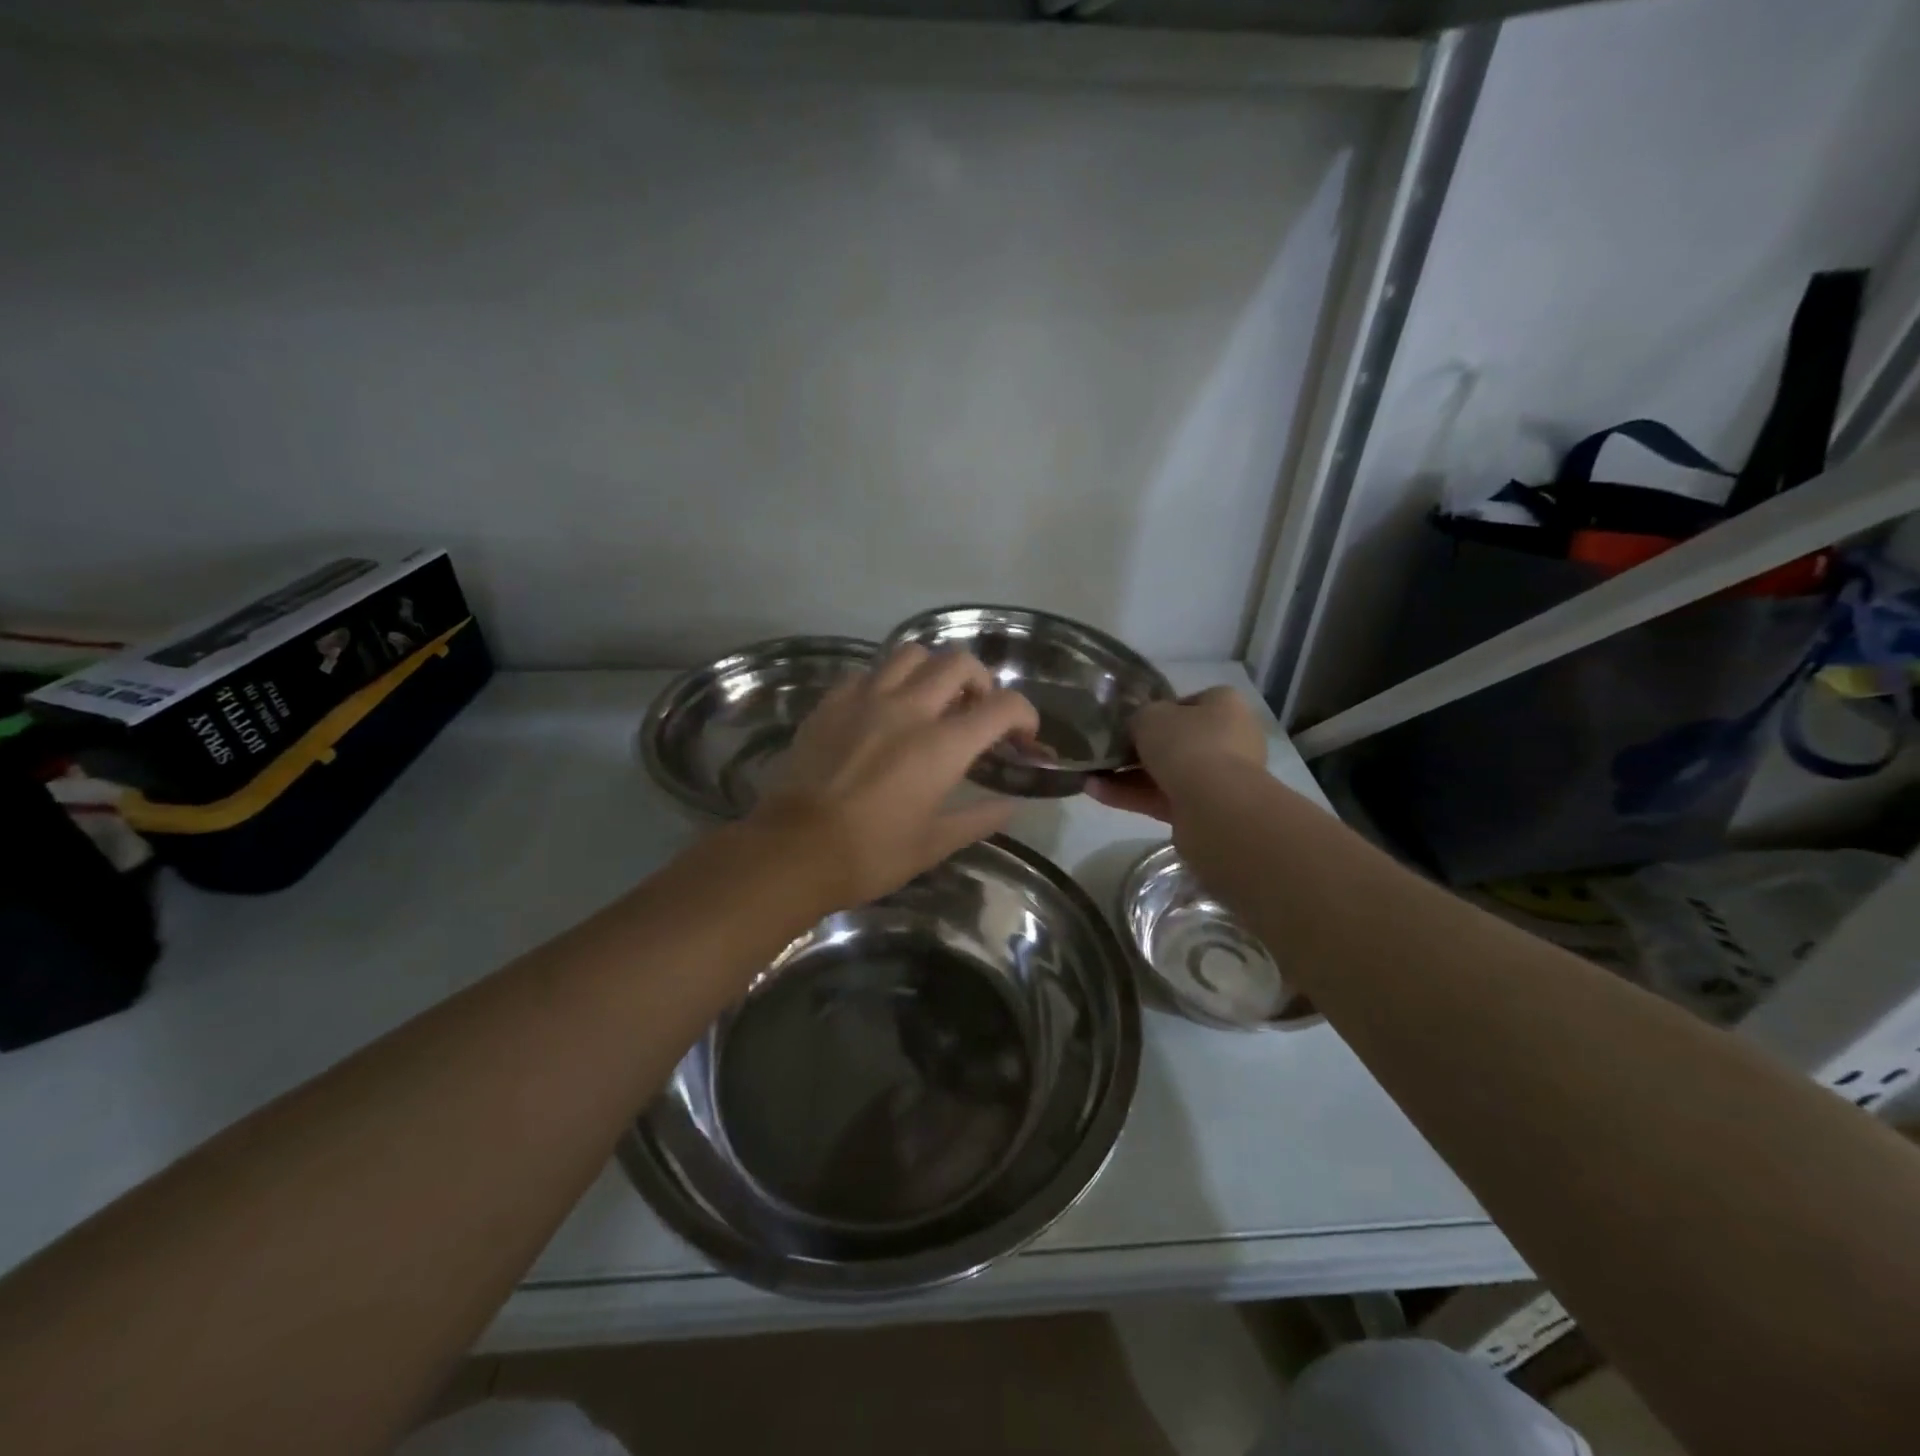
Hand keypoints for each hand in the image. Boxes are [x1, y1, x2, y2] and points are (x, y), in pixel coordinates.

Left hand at [747, 646, 1040, 909]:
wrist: (793, 851)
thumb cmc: (870, 854)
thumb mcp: (933, 844)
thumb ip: (979, 818)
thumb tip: (1011, 806)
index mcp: (942, 745)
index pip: (1002, 705)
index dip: (1024, 714)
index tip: (1023, 734)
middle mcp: (908, 708)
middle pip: (959, 662)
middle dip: (981, 681)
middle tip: (976, 709)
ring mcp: (865, 699)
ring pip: (911, 654)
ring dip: (932, 670)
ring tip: (930, 700)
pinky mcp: (831, 703)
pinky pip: (867, 673)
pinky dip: (886, 683)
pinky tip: (882, 710)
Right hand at [1086, 686, 1267, 822]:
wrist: (1214, 805)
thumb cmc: (1186, 744)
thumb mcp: (1150, 716)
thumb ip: (1140, 717)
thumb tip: (1137, 727)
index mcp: (1225, 706)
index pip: (1190, 702)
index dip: (1159, 710)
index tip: (1132, 720)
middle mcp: (1230, 740)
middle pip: (1177, 741)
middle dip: (1140, 748)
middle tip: (1108, 749)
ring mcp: (1219, 778)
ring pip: (1167, 773)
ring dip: (1128, 775)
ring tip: (1090, 775)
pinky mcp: (1204, 810)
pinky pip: (1162, 798)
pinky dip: (1131, 796)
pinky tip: (1096, 792)